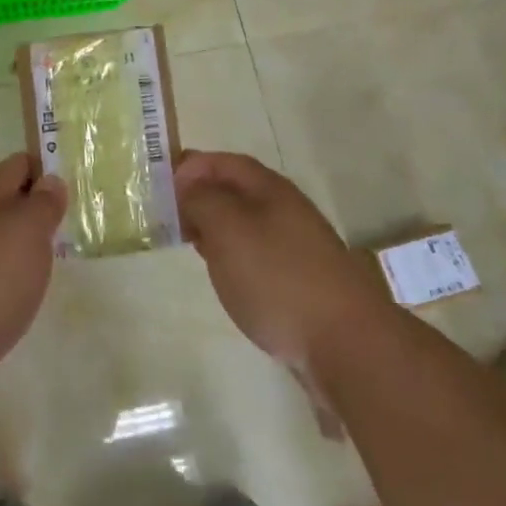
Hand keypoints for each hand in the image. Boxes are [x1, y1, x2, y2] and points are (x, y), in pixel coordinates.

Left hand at [0, 154, 64, 421]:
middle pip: (5, 204)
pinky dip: (8, 282)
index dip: (46, 169)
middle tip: (73, 225)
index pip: (18, 165)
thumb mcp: (27, 231)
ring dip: (22, 248)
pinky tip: (22, 298)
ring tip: (54, 262)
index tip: (76, 184)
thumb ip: (43, 204)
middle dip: (36, 211)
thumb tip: (49, 181)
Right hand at [175, 151, 389, 368]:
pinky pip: (257, 254)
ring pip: (246, 224)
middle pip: (237, 190)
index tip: (161, 184)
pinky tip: (223, 273)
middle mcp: (286, 210)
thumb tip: (189, 187)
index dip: (193, 166)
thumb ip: (202, 201)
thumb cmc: (277, 277)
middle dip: (201, 196)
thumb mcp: (228, 229)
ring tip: (187, 241)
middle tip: (167, 214)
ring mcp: (297, 247)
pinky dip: (232, 255)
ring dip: (215, 226)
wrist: (345, 343)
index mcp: (270, 189)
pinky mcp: (300, 281)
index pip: (226, 162)